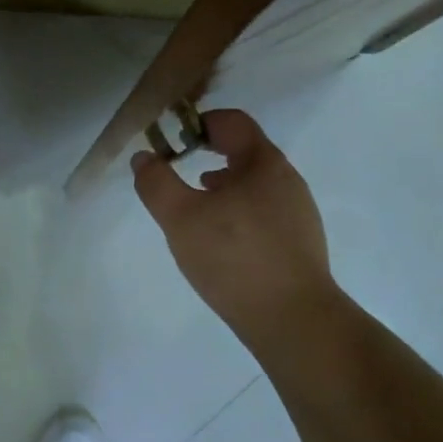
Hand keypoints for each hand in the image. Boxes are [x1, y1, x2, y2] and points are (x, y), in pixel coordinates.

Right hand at [131, 109, 338, 341]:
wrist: (293, 319)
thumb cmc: (234, 258)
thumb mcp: (181, 218)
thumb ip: (157, 183)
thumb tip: (144, 157)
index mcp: (263, 163)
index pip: (232, 122)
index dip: (198, 123)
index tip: (172, 143)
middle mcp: (287, 180)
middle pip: (244, 152)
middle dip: (208, 158)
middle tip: (178, 176)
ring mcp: (298, 212)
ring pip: (253, 185)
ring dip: (222, 188)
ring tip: (195, 211)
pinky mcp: (299, 243)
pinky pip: (262, 213)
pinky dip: (237, 214)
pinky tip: (221, 242)